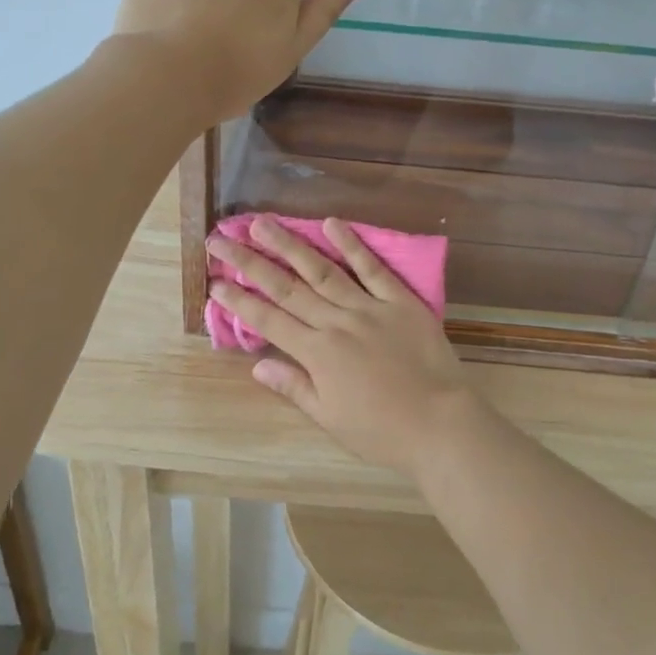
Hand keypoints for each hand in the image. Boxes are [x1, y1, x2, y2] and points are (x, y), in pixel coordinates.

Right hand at [206, 215, 486, 479]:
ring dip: (289, 245)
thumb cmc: (382, 431)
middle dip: (249, 263)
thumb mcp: (331, 418)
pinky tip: (330, 223)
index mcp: (317, 353)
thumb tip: (257, 367)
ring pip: (321, 269)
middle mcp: (336, 322)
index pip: (268, 320)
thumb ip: (294, 386)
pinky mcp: (400, 300)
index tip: (214, 282)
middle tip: (220, 240)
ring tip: (261, 223)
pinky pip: (372, 268)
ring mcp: (368, 307)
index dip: (238, 301)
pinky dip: (351, 245)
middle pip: (285, 288)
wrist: (441, 424)